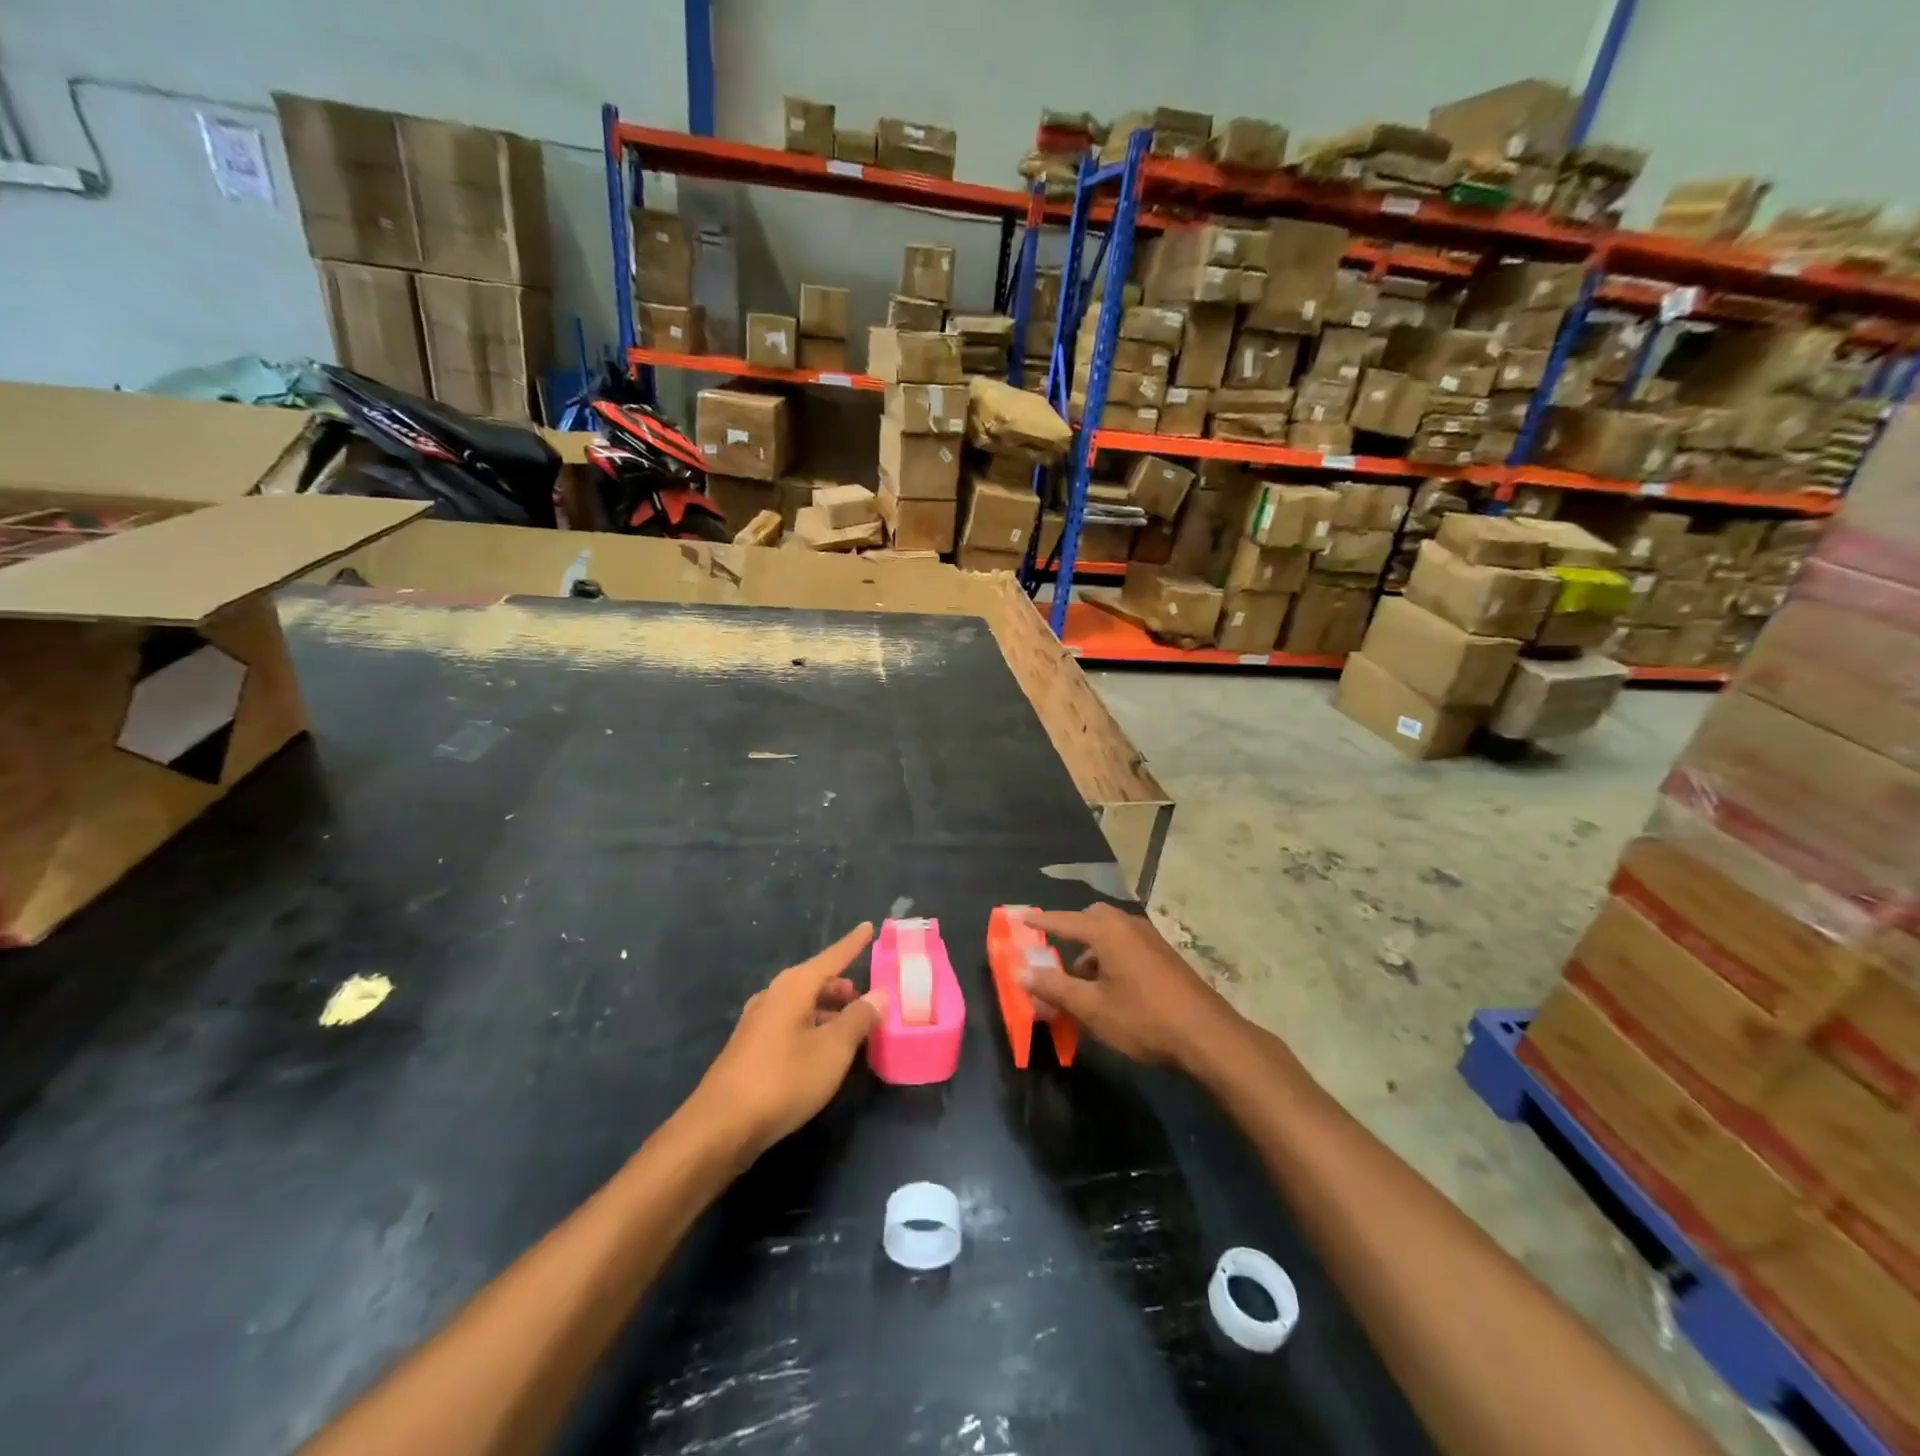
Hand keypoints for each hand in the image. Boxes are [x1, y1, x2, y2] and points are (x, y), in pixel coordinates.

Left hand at [688, 923, 884, 1161]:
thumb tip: (878, 994)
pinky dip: (812, 1027)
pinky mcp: (751, 1047)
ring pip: (802, 1004)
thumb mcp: (833, 1049)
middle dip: (842, 985)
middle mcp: (773, 995)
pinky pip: (790, 1024)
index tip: (869, 927)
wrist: (721, 1126)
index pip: (832, 956)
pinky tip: (822, 1051)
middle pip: (815, 980)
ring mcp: (758, 1021)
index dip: (853, 944)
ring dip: (828, 1010)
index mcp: (794, 986)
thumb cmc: (784, 1079)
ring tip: (852, 1028)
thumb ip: (859, 1018)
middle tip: (868, 999)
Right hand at [1020, 904, 1239, 1070]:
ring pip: (1111, 933)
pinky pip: (1127, 944)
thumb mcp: (1091, 1008)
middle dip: (1070, 933)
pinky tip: (1110, 989)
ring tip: (1080, 983)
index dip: (1041, 921)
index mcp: (1107, 931)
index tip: (1020, 919)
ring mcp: (1150, 938)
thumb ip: (1054, 987)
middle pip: (1091, 919)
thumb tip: (1020, 971)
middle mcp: (1128, 925)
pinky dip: (1110, 956)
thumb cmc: (1143, 1019)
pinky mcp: (1164, 955)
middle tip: (1054, 954)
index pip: (1064, 920)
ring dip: (1091, 950)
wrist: (1207, 1035)